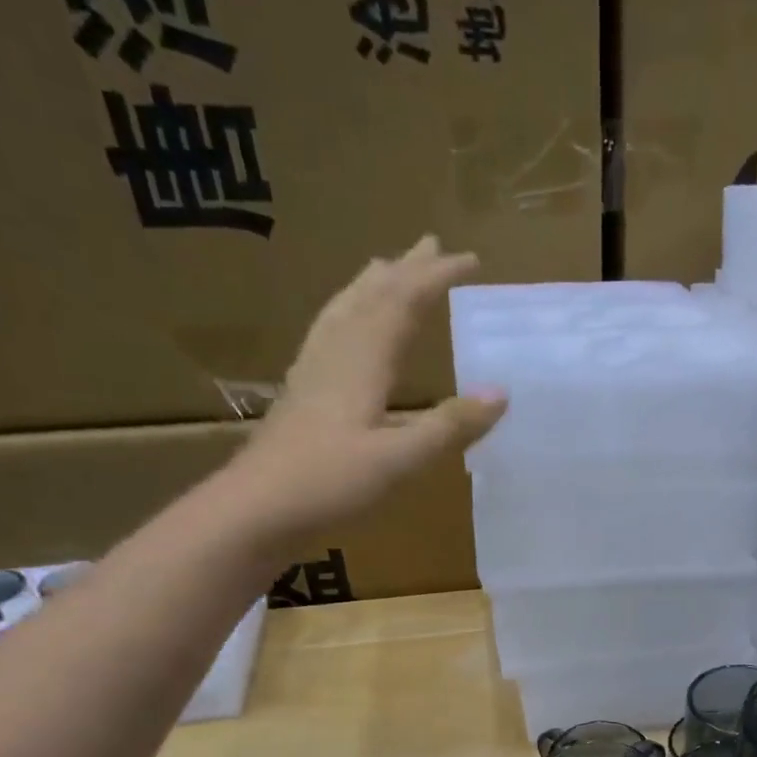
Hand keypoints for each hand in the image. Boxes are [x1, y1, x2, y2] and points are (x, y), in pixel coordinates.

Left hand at [224, 236, 506, 540]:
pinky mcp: (301, 395)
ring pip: (344, 311)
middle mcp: (335, 355)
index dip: (436, 278)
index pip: (403, 303)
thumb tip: (501, 393)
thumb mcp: (400, 460)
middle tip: (431, 244)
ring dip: (371, 285)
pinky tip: (344, 332)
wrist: (255, 511)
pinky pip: (328, 335)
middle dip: (405, 269)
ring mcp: (312, 373)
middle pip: (371, 297)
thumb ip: (450, 426)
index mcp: (362, 362)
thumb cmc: (330, 485)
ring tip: (385, 268)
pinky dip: (346, 316)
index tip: (470, 260)